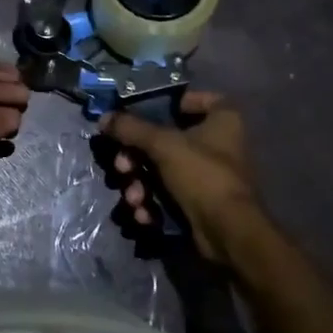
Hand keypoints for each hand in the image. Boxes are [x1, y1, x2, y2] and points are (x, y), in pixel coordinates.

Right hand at [102, 91, 260, 264]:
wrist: (228, 233)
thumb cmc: (202, 174)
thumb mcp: (162, 144)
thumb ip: (130, 128)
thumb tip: (103, 118)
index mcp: (222, 119)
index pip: (197, 99)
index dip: (172, 103)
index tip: (145, 113)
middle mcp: (218, 144)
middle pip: (166, 140)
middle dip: (137, 158)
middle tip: (122, 167)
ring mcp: (207, 176)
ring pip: (162, 171)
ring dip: (140, 185)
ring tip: (134, 198)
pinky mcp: (199, 203)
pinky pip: (168, 195)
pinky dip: (153, 204)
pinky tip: (145, 215)